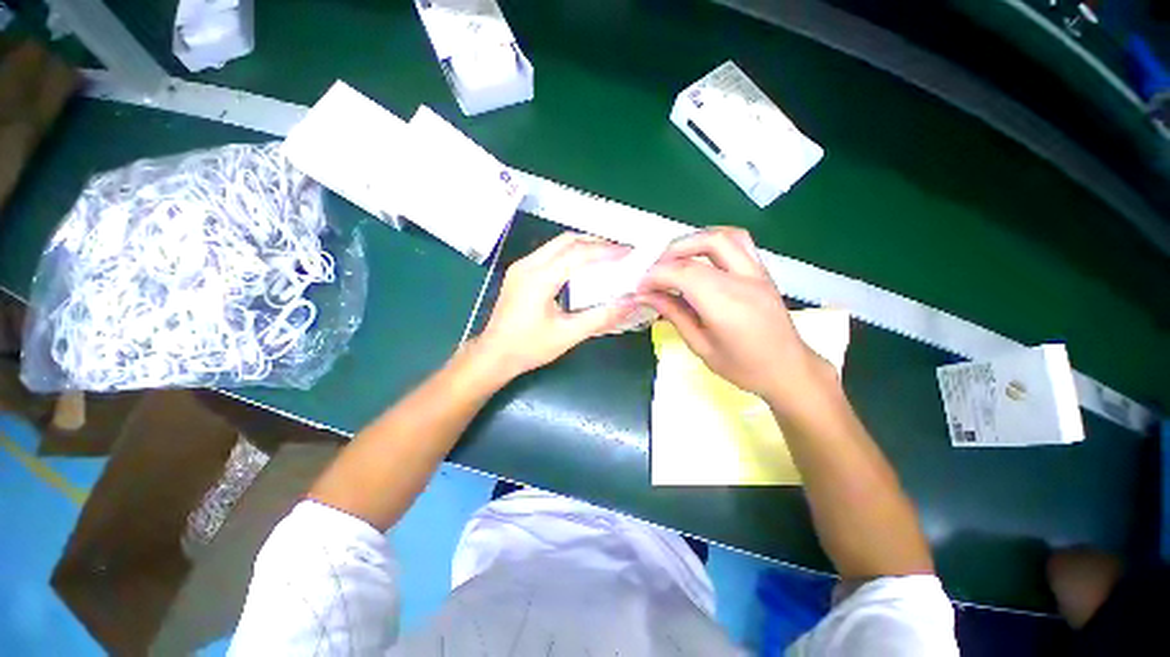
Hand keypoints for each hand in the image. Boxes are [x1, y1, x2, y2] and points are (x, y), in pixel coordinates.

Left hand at [474, 233, 635, 379]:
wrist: (493, 355)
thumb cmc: (528, 348)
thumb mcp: (568, 335)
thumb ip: (601, 317)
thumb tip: (630, 303)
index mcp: (539, 279)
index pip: (578, 254)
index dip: (606, 251)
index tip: (629, 253)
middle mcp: (528, 265)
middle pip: (567, 240)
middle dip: (596, 243)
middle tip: (620, 253)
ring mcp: (521, 266)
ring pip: (557, 244)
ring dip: (583, 246)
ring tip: (606, 257)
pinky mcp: (520, 273)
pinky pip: (550, 253)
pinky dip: (571, 254)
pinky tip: (583, 267)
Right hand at [638, 228, 835, 411]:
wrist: (788, 370)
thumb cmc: (743, 368)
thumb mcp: (700, 346)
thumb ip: (674, 315)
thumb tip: (646, 296)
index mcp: (726, 306)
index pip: (684, 273)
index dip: (656, 275)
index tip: (640, 287)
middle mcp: (743, 281)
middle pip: (704, 245)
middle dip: (671, 253)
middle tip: (654, 272)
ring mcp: (757, 272)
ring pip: (723, 236)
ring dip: (693, 241)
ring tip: (673, 259)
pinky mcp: (762, 271)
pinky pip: (738, 241)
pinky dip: (713, 241)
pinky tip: (699, 256)